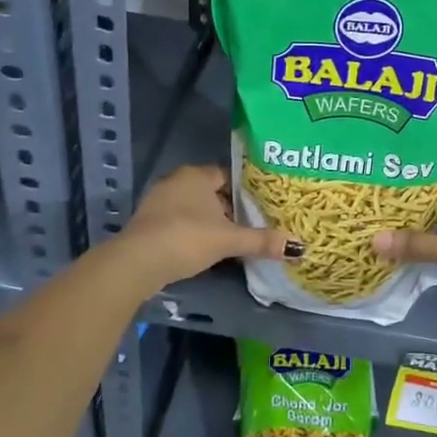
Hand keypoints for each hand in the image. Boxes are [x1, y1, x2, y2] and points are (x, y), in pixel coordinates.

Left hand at [118, 164, 302, 290]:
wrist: (137, 262)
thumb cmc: (186, 238)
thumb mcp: (228, 240)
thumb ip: (261, 241)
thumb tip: (298, 247)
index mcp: (196, 175)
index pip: (227, 175)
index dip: (245, 189)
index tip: (262, 205)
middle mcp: (176, 181)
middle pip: (211, 192)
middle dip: (229, 208)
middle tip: (252, 224)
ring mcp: (158, 202)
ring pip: (194, 208)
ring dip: (210, 222)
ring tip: (232, 239)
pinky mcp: (148, 223)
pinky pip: (179, 222)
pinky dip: (193, 233)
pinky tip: (205, 250)